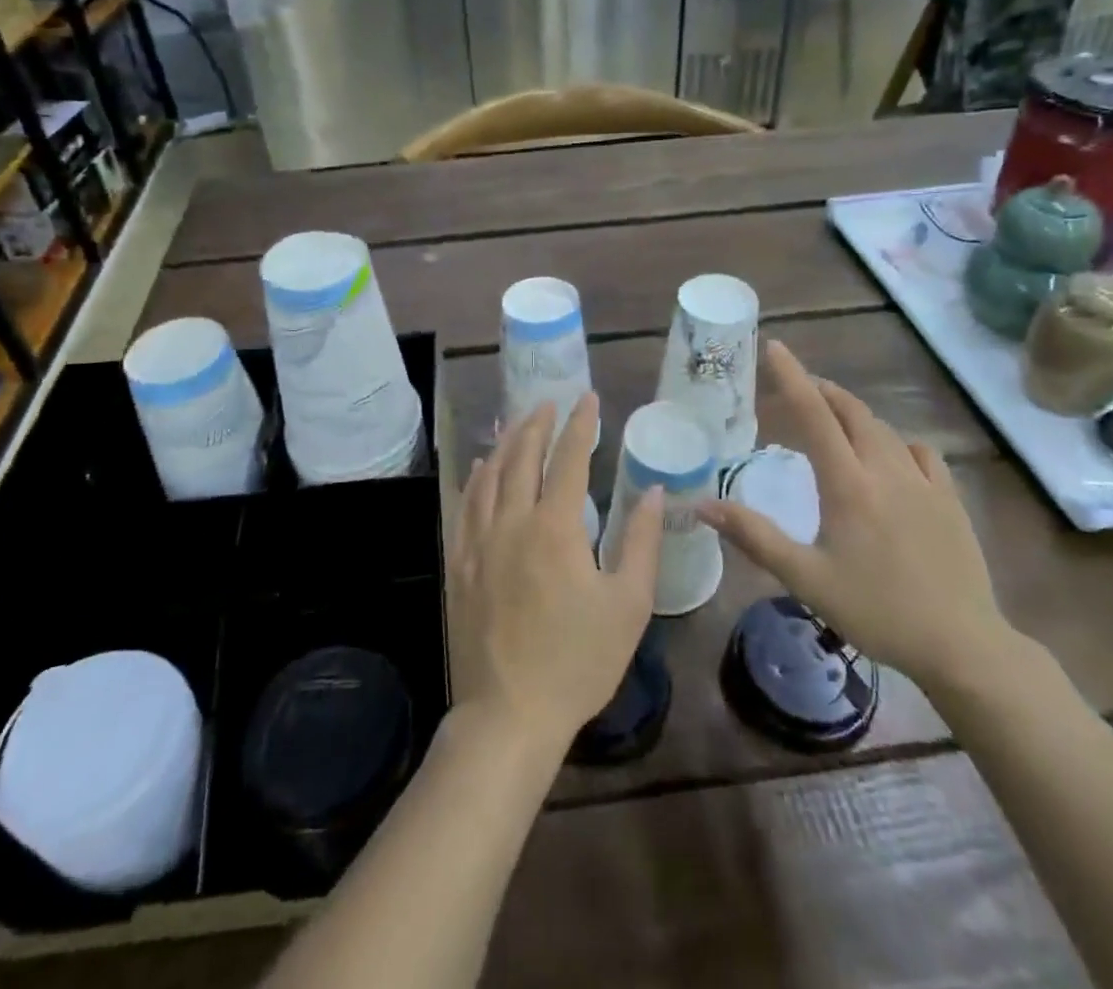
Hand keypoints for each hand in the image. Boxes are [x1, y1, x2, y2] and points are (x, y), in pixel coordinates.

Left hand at [449, 395, 663, 754]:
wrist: (509, 713)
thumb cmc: (578, 661)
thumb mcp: (628, 604)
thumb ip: (641, 542)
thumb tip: (653, 492)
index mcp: (555, 527)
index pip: (569, 459)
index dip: (581, 424)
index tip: (589, 398)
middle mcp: (512, 521)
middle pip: (523, 456)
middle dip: (538, 423)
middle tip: (549, 402)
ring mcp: (479, 541)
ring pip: (490, 475)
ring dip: (506, 443)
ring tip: (517, 422)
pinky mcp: (459, 563)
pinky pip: (466, 505)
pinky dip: (476, 478)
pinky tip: (481, 468)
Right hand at [698, 340, 1012, 689]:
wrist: (962, 646)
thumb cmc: (876, 611)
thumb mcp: (805, 578)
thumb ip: (754, 536)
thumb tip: (703, 503)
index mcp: (848, 484)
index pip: (814, 415)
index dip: (792, 377)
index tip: (774, 347)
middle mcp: (886, 470)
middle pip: (852, 412)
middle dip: (822, 391)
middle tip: (797, 389)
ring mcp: (924, 482)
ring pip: (884, 429)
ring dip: (854, 414)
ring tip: (833, 419)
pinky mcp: (950, 500)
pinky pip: (921, 452)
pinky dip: (896, 441)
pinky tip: (891, 456)